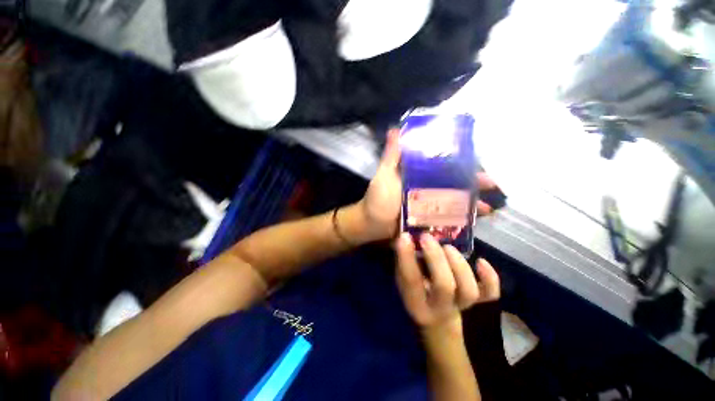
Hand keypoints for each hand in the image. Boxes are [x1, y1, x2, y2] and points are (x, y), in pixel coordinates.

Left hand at [360, 130, 499, 241]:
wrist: (371, 224)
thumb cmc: (377, 198)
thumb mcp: (384, 174)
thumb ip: (391, 156)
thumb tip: (395, 129)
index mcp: (418, 176)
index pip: (444, 167)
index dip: (461, 164)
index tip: (478, 162)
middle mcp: (426, 189)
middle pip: (453, 185)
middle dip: (473, 184)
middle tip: (492, 185)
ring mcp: (428, 207)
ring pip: (454, 202)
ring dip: (471, 204)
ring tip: (490, 207)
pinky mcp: (428, 221)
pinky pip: (447, 220)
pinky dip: (460, 220)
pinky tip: (474, 223)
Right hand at [395, 233, 499, 328]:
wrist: (437, 321)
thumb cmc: (416, 294)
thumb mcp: (402, 282)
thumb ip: (404, 263)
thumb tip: (405, 238)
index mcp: (416, 303)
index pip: (411, 281)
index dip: (407, 258)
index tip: (405, 237)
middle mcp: (440, 307)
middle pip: (444, 286)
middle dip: (436, 258)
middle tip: (427, 237)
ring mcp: (462, 305)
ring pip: (468, 290)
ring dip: (459, 264)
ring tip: (447, 247)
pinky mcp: (478, 302)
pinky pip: (490, 294)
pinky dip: (490, 278)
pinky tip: (480, 261)